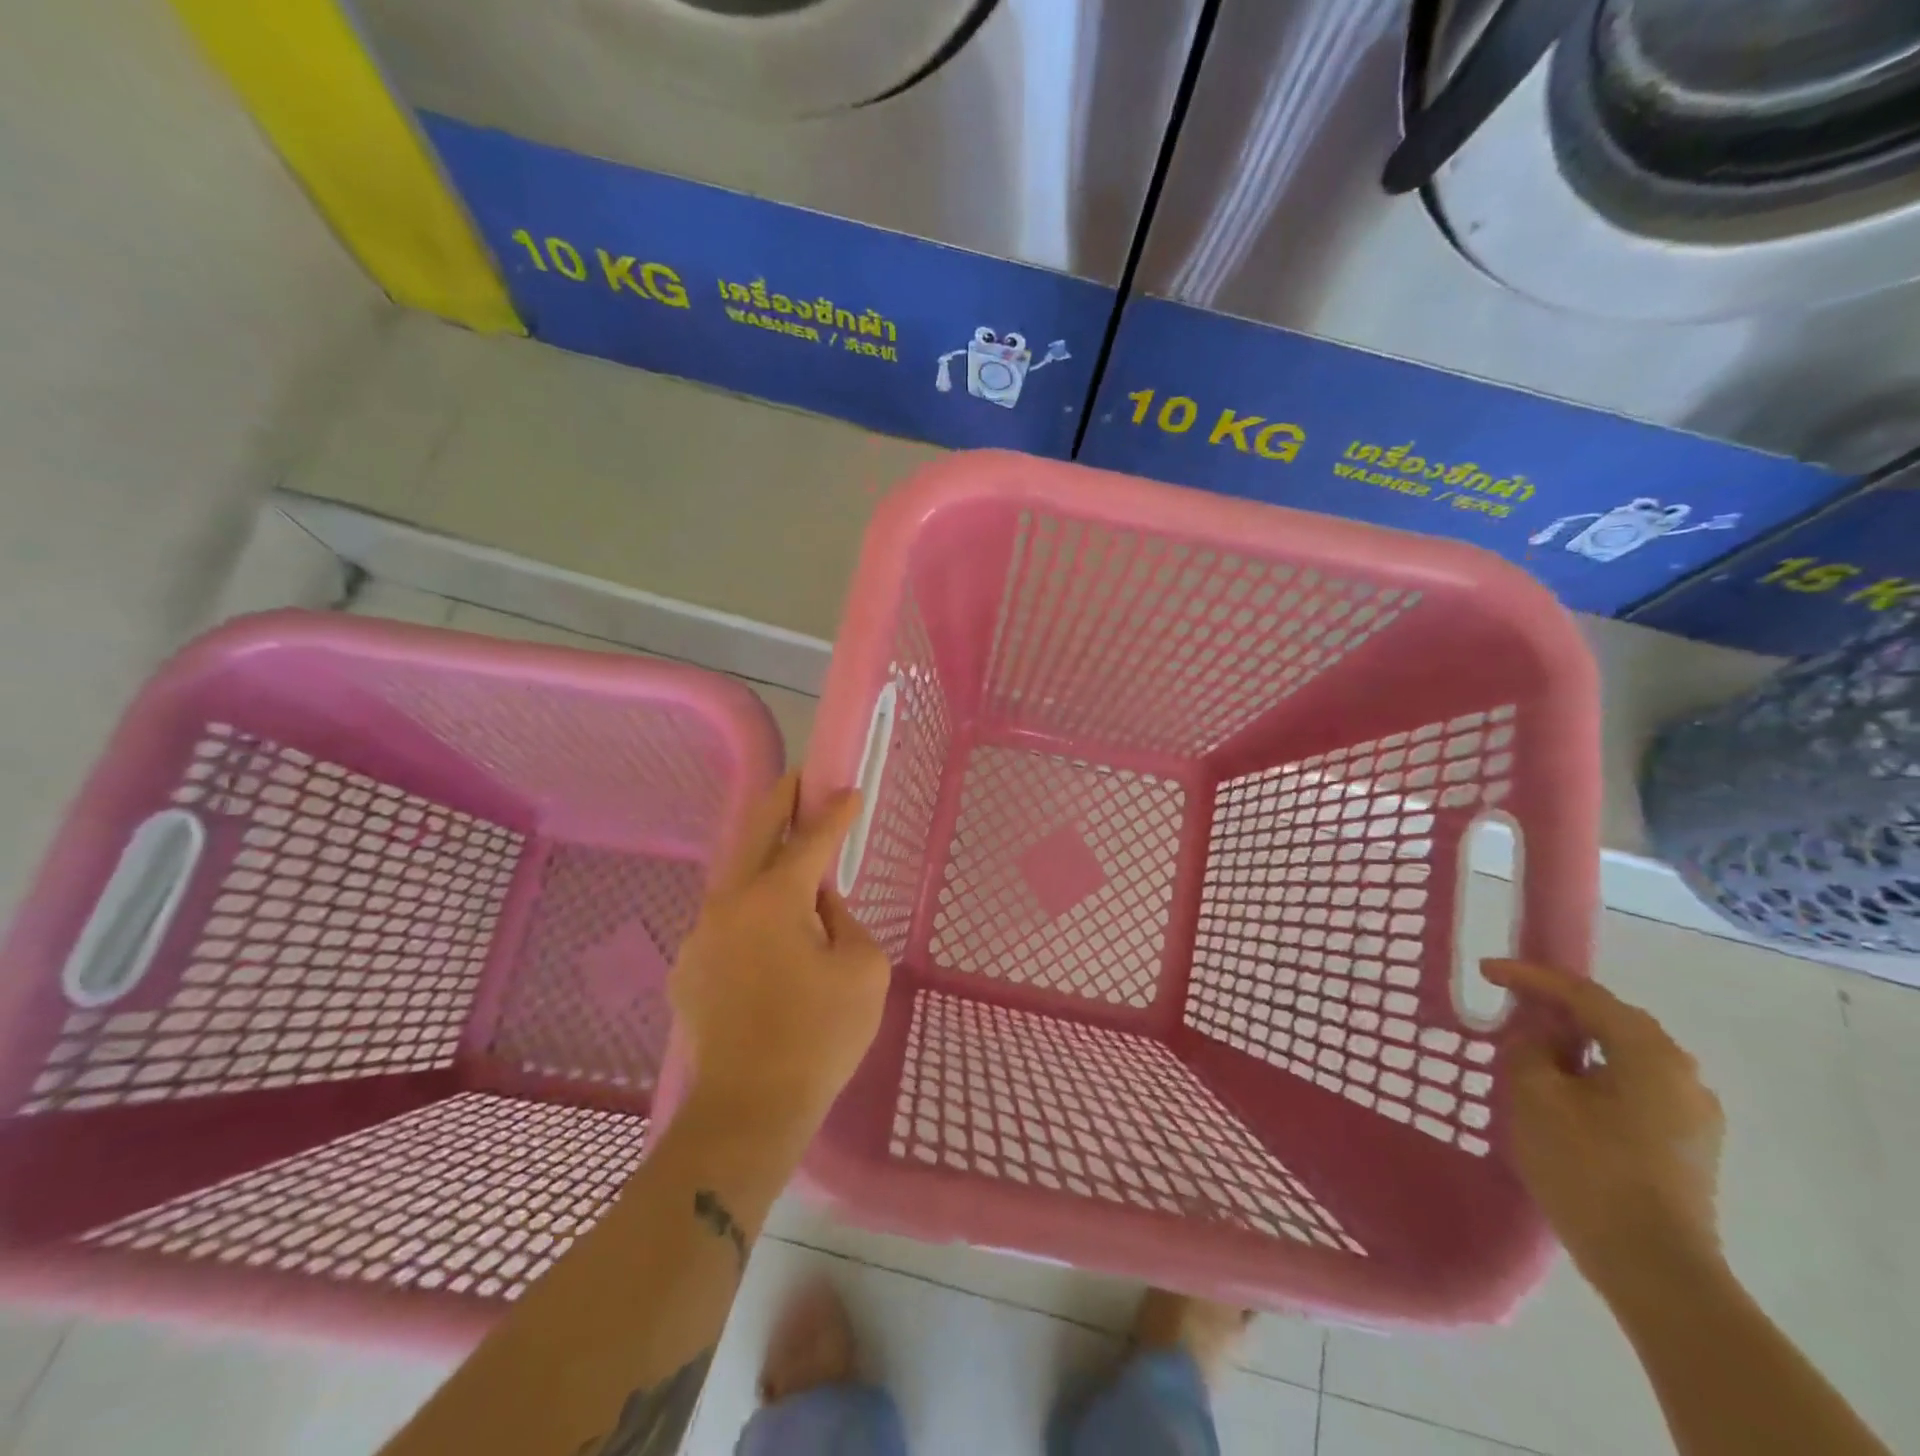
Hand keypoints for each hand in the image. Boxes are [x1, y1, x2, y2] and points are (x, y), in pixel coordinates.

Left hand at [668, 775, 890, 1135]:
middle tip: (799, 779)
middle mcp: (728, 903)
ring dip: (762, 861)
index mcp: (774, 898)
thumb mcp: (863, 970)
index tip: (849, 790)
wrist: (748, 1110)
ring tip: (788, 860)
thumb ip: (845, 920)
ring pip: (735, 881)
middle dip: (780, 801)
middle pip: (754, 835)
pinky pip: (725, 925)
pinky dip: (748, 915)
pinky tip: (767, 937)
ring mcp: (700, 935)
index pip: (810, 840)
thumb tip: (820, 905)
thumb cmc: (818, 1036)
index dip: (834, 813)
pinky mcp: (687, 969)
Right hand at [1484, 959, 1725, 1289]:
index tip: (1486, 970)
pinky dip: (1594, 1073)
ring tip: (1531, 1043)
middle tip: (1510, 1000)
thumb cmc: (1588, 1168)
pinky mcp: (1686, 1145)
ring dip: (1577, 1042)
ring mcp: (1692, 1115)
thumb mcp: (1536, 1095)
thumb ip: (1530, 1049)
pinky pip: (1632, 1086)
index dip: (1531, 977)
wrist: (1652, 1268)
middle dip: (1559, 1007)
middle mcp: (1682, 1075)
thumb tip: (1541, 1037)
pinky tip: (1564, 1087)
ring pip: (1623, 1056)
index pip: (1584, 995)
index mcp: (1650, 1054)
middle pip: (1612, 1021)